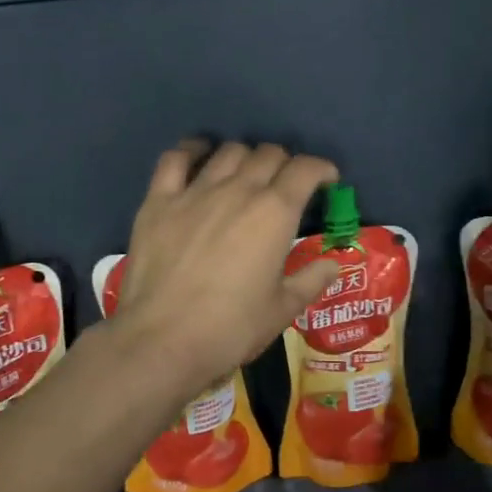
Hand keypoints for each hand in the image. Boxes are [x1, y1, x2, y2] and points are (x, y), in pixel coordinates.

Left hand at [111, 140, 341, 394]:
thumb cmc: (231, 329)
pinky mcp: (158, 201)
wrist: (163, 340)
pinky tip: (199, 157)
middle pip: (268, 154)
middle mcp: (238, 190)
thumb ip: (311, 280)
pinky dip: (192, 151)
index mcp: (274, 213)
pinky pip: (175, 158)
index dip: (321, 169)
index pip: (305, 169)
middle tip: (285, 186)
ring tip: (245, 175)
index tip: (326, 181)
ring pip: (228, 152)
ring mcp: (195, 192)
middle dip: (285, 164)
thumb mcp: (282, 310)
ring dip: (245, 157)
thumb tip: (332, 264)